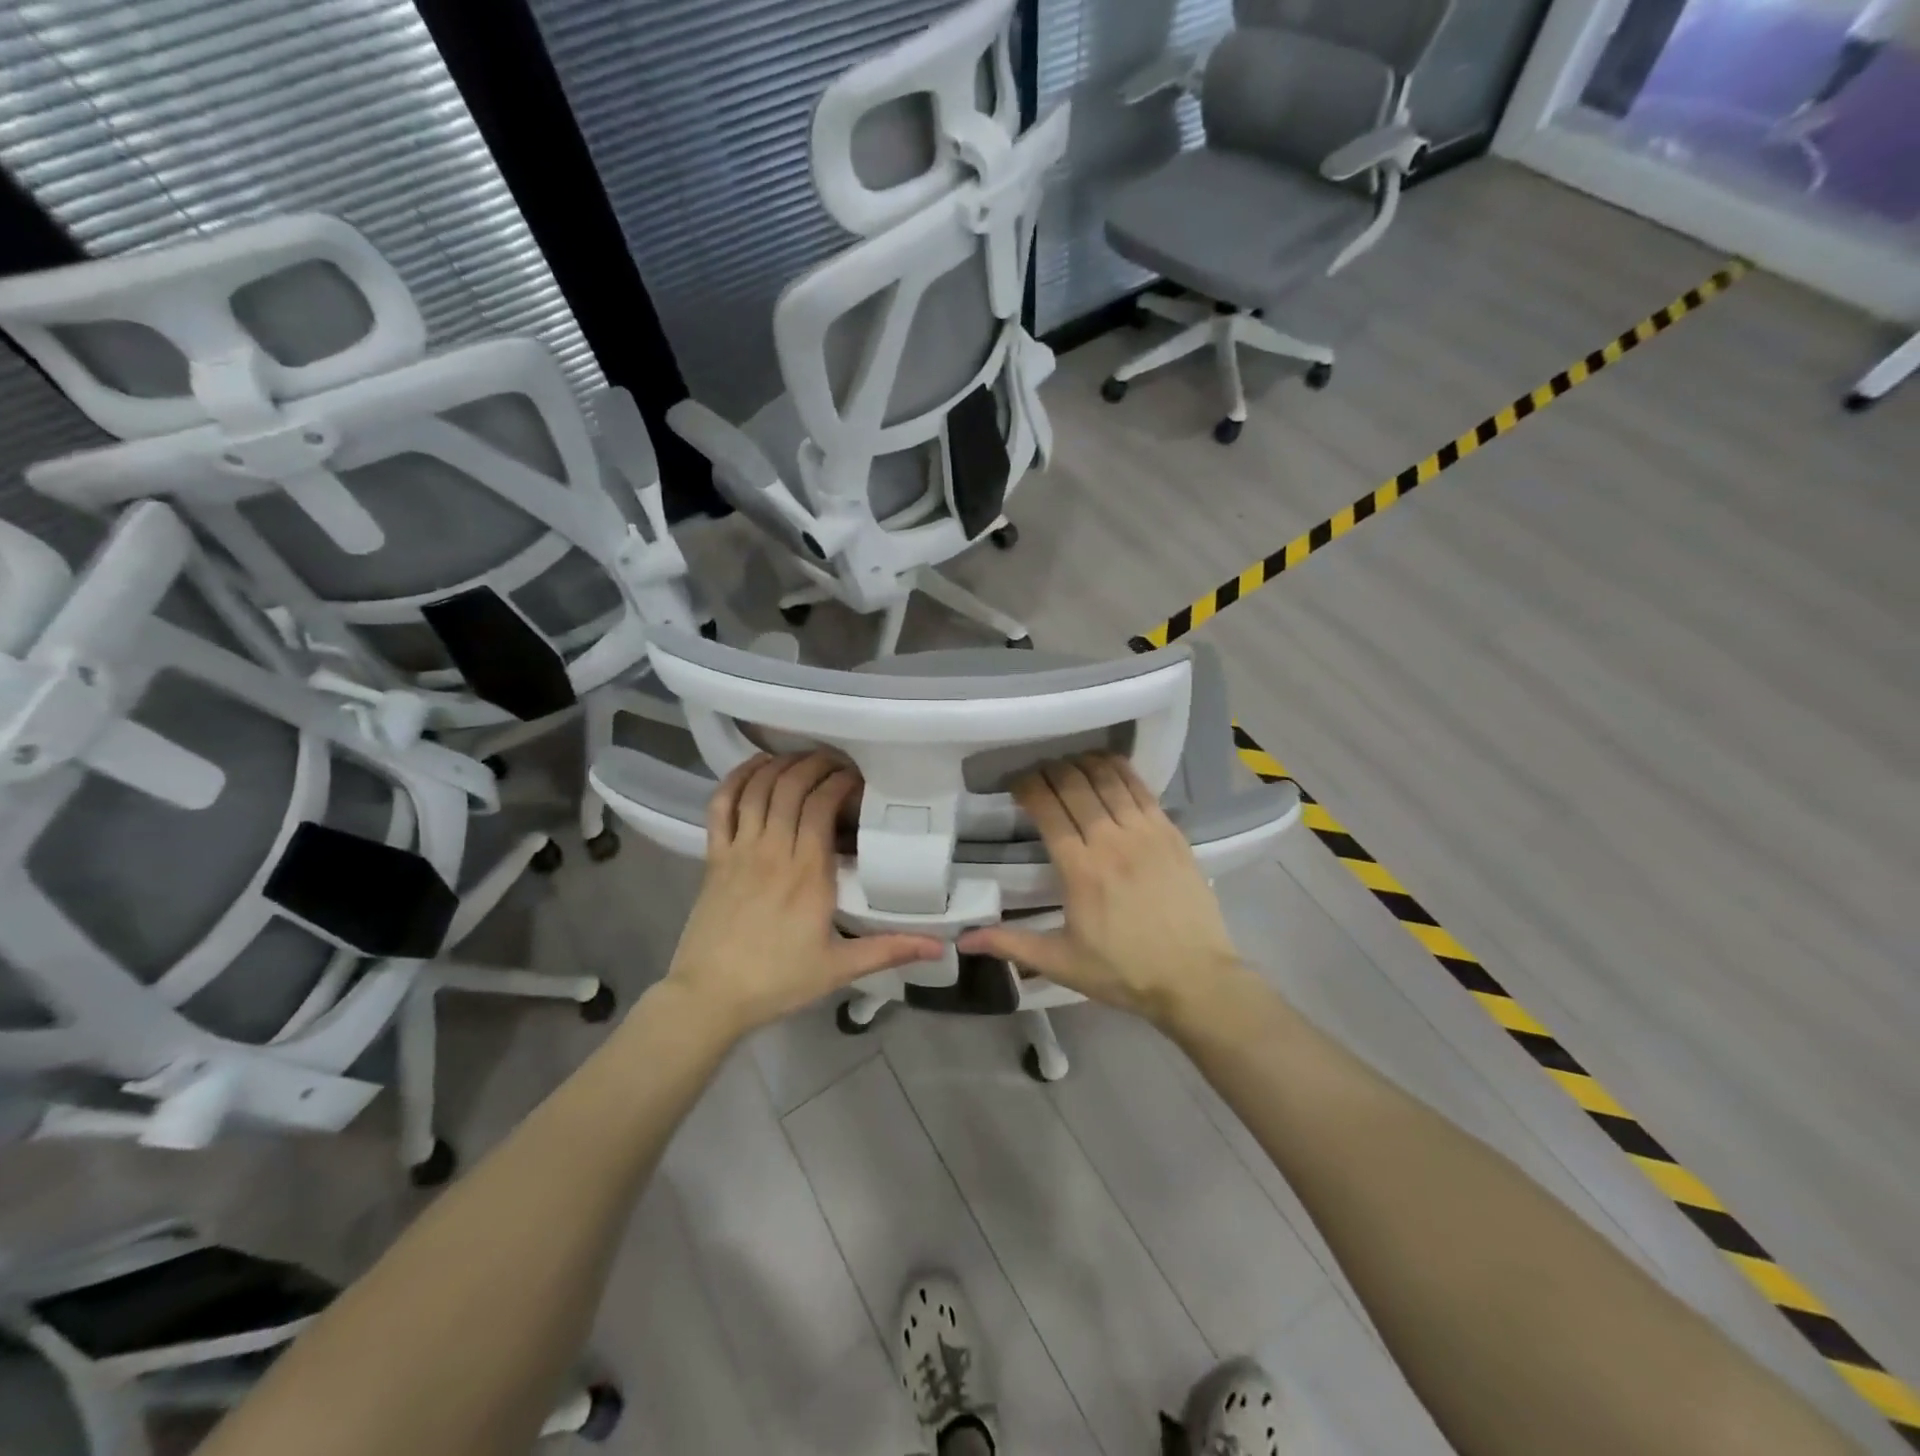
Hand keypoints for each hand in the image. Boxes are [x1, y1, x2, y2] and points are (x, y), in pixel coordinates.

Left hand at [662, 753, 942, 1039]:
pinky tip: (755, 767)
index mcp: (808, 873)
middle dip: (816, 764)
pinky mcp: (713, 857)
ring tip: (803, 759)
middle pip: (792, 787)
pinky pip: (721, 806)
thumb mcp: (840, 968)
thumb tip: (941, 946)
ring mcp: (739, 850)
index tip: (858, 781)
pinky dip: (737, 779)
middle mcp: (773, 850)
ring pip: (759, 789)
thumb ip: (890, 950)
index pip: (822, 806)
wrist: (709, 997)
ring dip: (781, 765)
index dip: (840, 782)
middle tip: (836, 763)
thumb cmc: (778, 980)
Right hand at [959, 754, 1249, 1028]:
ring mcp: (1146, 833)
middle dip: (1051, 770)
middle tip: (1039, 773)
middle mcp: (1112, 841)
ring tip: (1068, 765)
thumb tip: (963, 940)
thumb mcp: (1061, 963)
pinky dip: (1120, 770)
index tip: (1015, 784)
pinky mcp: (1172, 833)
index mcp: (1081, 870)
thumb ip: (1011, 944)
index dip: (1027, 787)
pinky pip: (1141, 788)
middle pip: (1076, 785)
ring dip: (1083, 764)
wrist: (1195, 979)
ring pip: (1109, 779)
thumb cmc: (1124, 972)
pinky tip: (1107, 766)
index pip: (1048, 809)